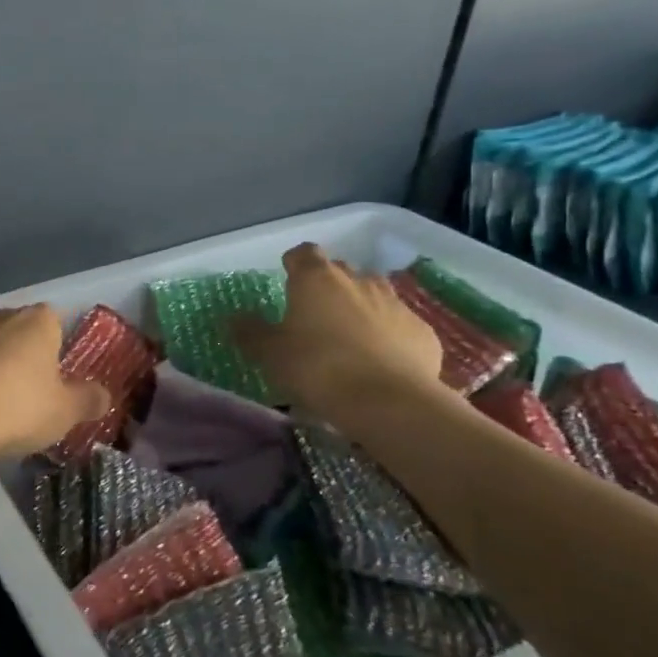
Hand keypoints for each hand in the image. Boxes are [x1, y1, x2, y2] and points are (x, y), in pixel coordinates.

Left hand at [0, 306, 112, 458]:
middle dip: (27, 352)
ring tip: (4, 401)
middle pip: (20, 329)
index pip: (55, 318)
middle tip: (36, 388)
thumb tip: (104, 395)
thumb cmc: (20, 408)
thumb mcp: (66, 411)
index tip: (62, 370)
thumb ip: (88, 400)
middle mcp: (0, 318)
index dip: (59, 341)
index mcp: (36, 321)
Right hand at [231, 243, 446, 425]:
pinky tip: (380, 362)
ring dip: (360, 308)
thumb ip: (250, 332)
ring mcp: (395, 304)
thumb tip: (234, 317)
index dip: (294, 264)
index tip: (287, 280)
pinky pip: (399, 325)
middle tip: (314, 315)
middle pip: (340, 272)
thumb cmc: (317, 368)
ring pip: (373, 295)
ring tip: (347, 338)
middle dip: (328, 287)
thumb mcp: (270, 353)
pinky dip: (388, 336)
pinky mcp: (423, 332)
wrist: (389, 402)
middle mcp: (358, 281)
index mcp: (316, 279)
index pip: (303, 253)